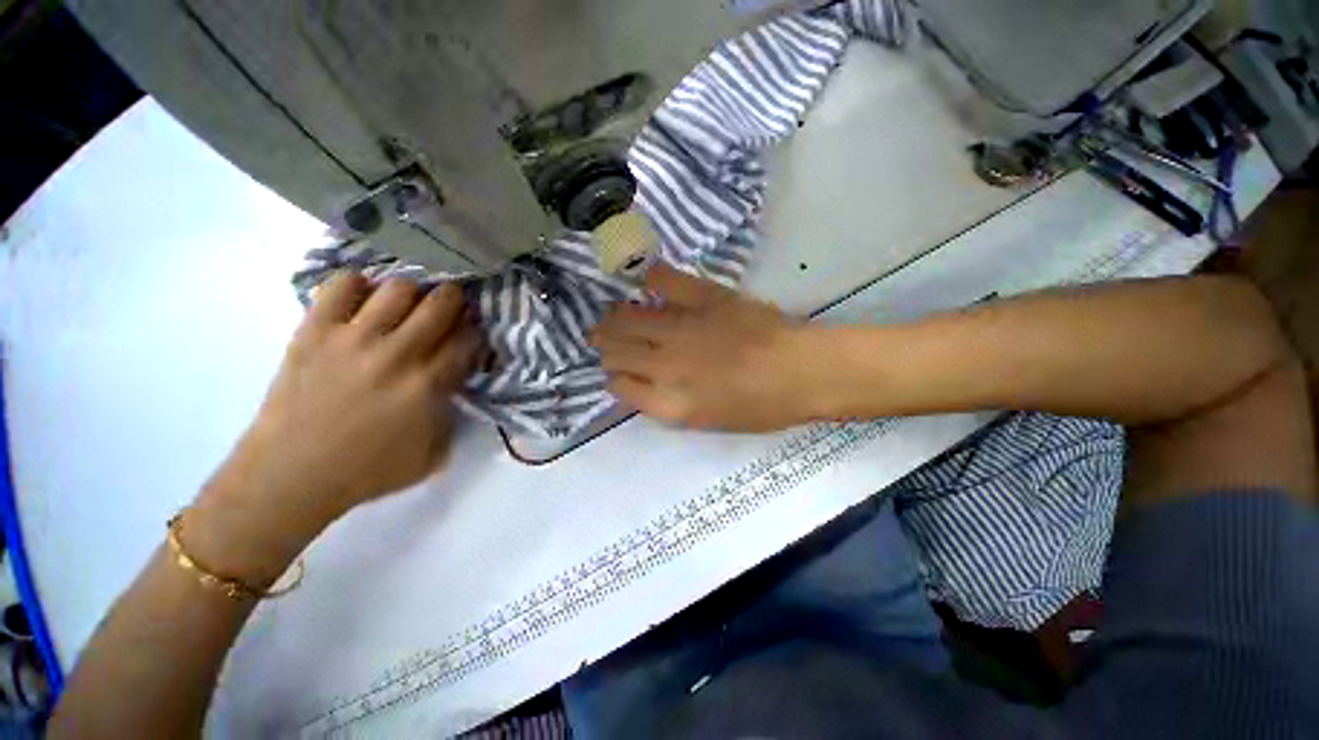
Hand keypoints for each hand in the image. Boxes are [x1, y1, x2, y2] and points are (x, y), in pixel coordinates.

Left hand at [187, 273, 481, 582]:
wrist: (290, 476)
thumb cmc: (368, 471)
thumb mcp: (434, 454)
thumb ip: (453, 415)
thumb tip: (456, 384)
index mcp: (428, 385)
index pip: (468, 340)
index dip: (477, 332)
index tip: (472, 335)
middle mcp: (397, 353)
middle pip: (441, 304)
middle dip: (455, 301)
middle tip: (451, 308)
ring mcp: (353, 338)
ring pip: (399, 288)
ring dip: (413, 293)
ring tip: (407, 305)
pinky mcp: (314, 331)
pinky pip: (341, 286)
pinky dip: (359, 285)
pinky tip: (363, 301)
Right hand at [591, 265, 815, 430]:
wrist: (801, 371)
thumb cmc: (761, 407)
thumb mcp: (708, 421)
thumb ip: (668, 405)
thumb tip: (642, 385)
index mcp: (669, 402)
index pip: (619, 386)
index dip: (614, 378)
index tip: (618, 372)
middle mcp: (665, 365)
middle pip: (616, 350)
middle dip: (605, 346)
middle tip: (605, 339)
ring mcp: (681, 327)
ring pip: (627, 318)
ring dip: (614, 319)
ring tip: (613, 317)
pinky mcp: (703, 298)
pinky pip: (663, 281)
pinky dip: (648, 277)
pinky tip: (643, 281)